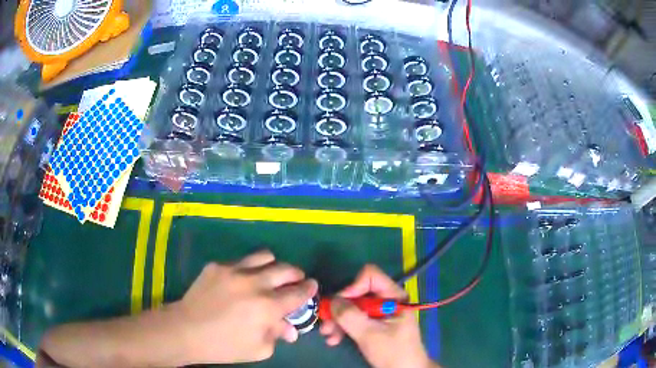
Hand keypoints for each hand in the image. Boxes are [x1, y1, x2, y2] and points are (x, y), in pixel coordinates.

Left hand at [173, 250, 317, 363]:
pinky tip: (241, 282)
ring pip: (264, 256)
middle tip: (294, 281)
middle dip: (296, 274)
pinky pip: (241, 261)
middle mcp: (254, 283)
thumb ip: (278, 334)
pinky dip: (249, 269)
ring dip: (273, 266)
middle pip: (285, 269)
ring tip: (269, 276)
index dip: (309, 288)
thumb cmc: (225, 346)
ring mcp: (234, 270)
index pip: (298, 292)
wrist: (186, 330)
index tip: (312, 286)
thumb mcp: (259, 349)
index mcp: (267, 307)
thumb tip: (291, 328)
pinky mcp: (218, 265)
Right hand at [320, 265, 436, 367]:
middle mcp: (385, 300)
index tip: (340, 304)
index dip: (352, 286)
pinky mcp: (373, 324)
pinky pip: (354, 320)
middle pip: (357, 293)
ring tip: (327, 335)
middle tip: (325, 323)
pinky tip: (334, 339)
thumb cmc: (393, 352)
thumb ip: (351, 316)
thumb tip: (332, 300)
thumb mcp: (371, 335)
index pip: (370, 276)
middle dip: (339, 309)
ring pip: (352, 307)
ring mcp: (378, 313)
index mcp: (393, 296)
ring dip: (338, 321)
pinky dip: (343, 328)